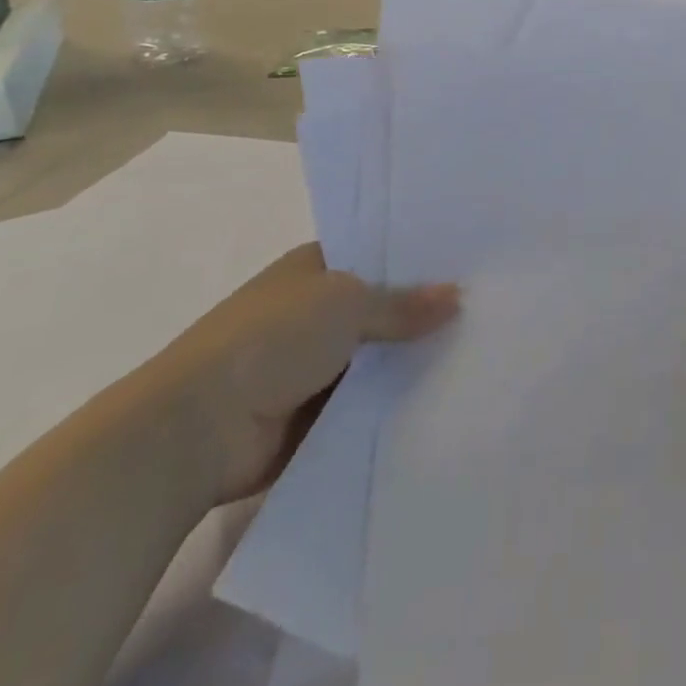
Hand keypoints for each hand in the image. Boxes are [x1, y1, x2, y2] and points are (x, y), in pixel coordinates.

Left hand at [147, 243, 460, 506]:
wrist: (196, 431)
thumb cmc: (269, 341)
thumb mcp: (346, 303)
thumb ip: (404, 303)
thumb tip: (458, 296)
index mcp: (311, 269)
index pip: (375, 254)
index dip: (417, 258)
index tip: (469, 263)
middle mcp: (312, 312)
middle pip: (381, 306)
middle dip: (423, 311)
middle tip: (489, 308)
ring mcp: (311, 365)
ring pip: (378, 356)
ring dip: (412, 360)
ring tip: (481, 352)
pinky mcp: (314, 413)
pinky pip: (367, 400)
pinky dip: (395, 400)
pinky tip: (446, 396)